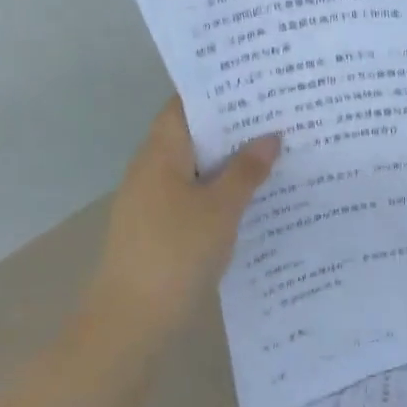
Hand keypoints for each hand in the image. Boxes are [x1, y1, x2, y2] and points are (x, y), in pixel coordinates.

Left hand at [91, 100, 279, 334]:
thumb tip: (271, 136)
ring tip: (272, 150)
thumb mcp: (221, 209)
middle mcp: (150, 169)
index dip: (217, 91)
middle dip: (231, 126)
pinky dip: (218, 189)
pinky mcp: (156, 228)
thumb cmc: (176, 253)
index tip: (255, 82)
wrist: (129, 323)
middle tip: (276, 114)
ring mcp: (150, 200)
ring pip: (194, 167)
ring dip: (227, 160)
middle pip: (192, 134)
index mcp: (160, 153)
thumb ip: (247, 170)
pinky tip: (250, 196)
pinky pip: (192, 194)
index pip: (185, 104)